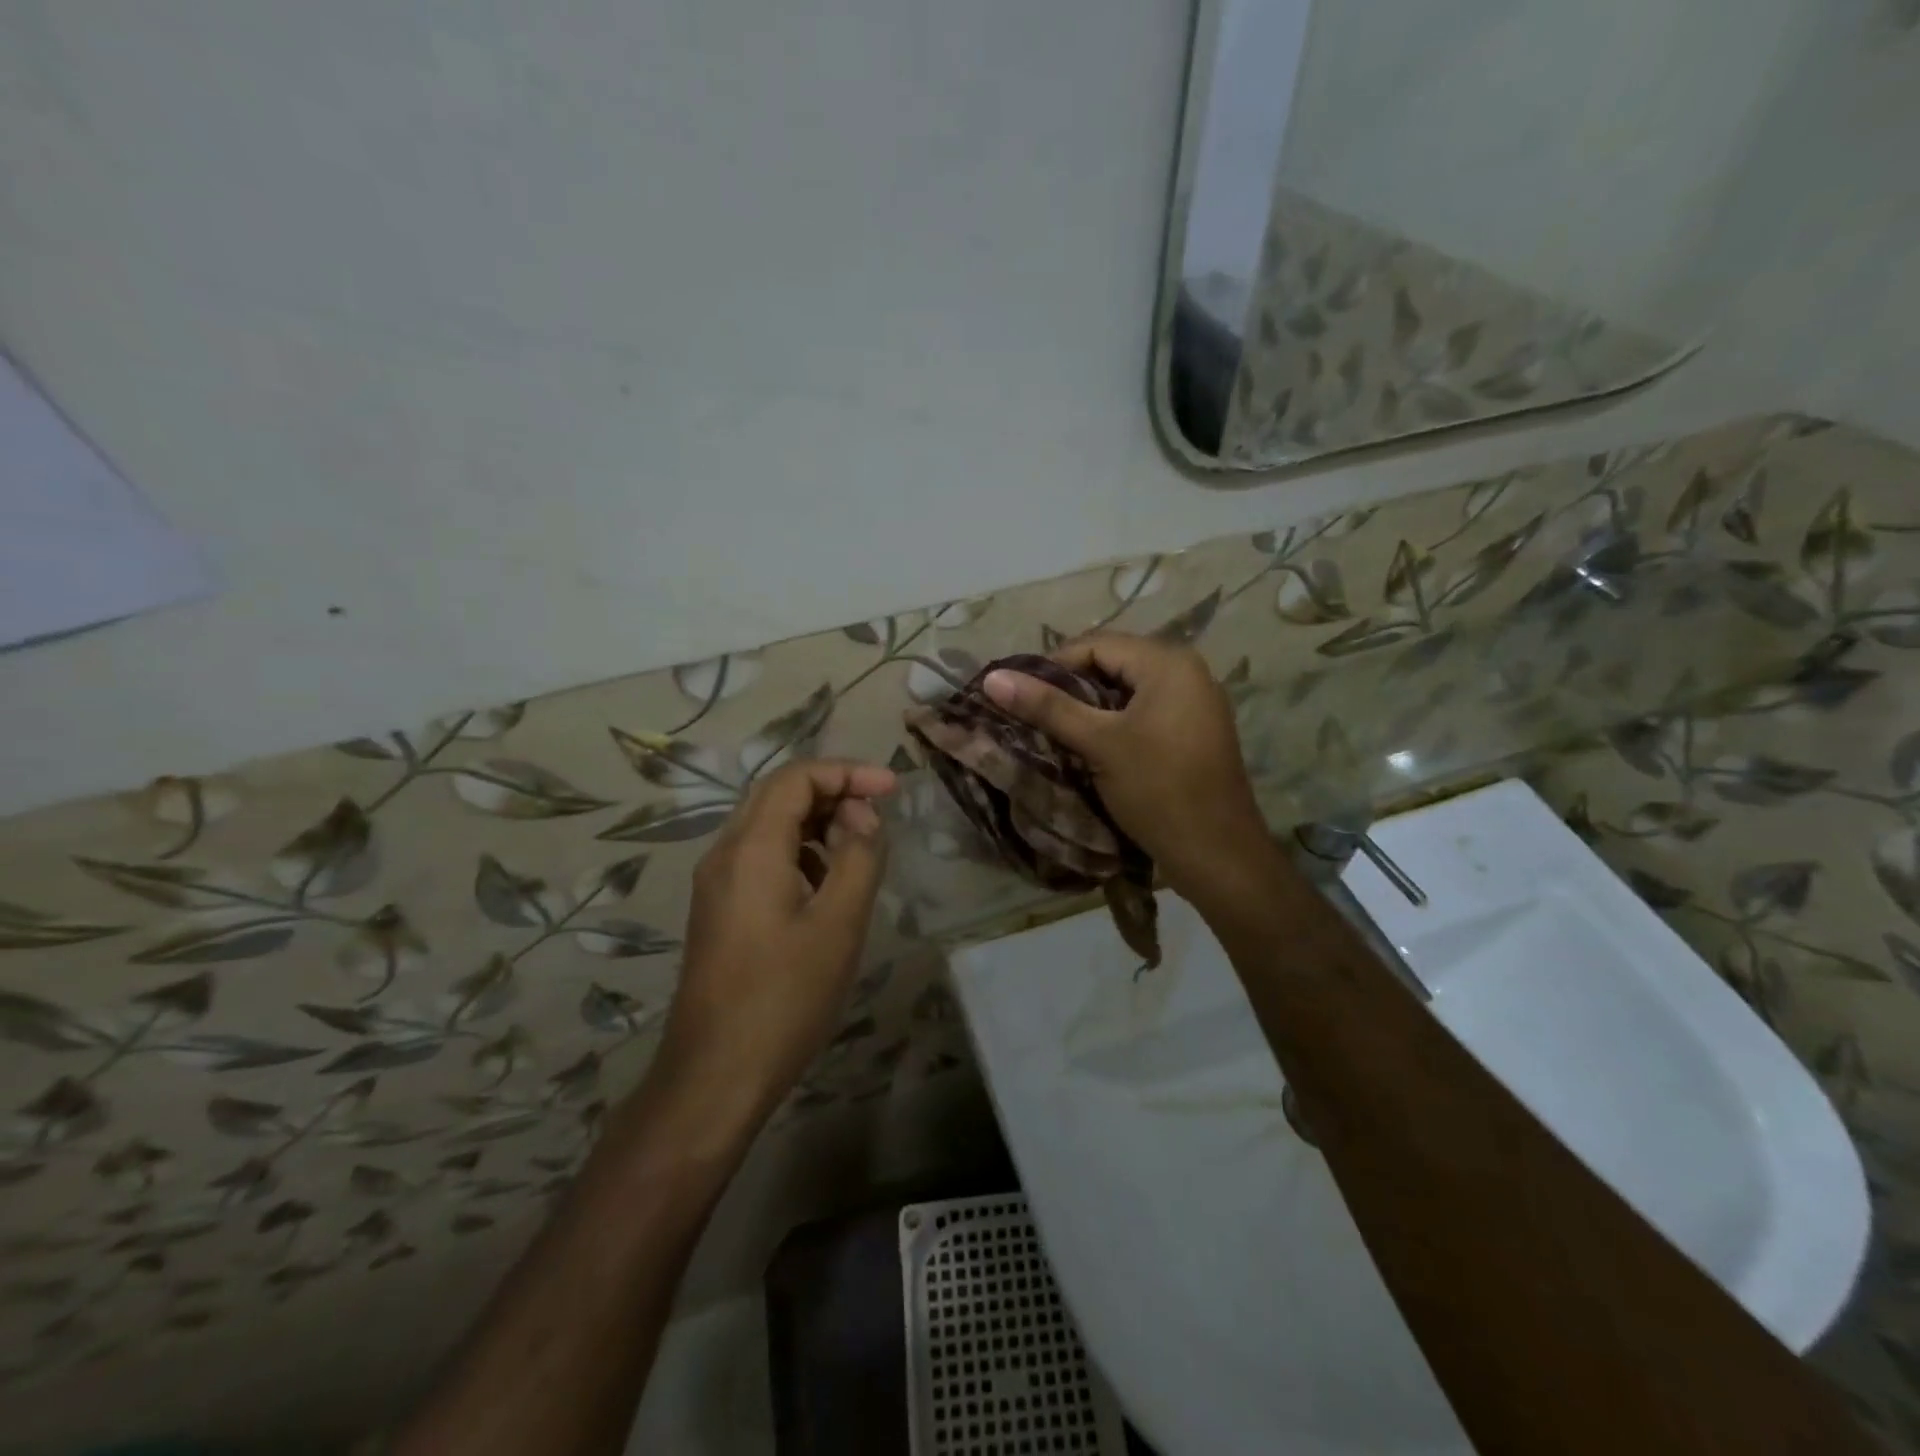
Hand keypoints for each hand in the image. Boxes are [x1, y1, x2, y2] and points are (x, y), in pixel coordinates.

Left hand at [657, 760, 896, 1127]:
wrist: (715, 1075)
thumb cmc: (785, 997)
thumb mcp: (839, 923)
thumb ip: (859, 857)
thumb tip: (863, 816)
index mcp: (751, 847)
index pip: (797, 778)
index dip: (847, 772)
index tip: (893, 788)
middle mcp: (725, 853)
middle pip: (779, 794)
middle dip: (833, 792)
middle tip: (878, 814)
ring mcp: (717, 883)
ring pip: (769, 826)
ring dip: (817, 822)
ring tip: (859, 849)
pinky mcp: (720, 910)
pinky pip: (762, 857)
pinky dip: (800, 851)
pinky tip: (827, 885)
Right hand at [983, 634, 1270, 903]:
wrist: (1218, 854)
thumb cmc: (1158, 790)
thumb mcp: (1099, 744)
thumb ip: (1047, 707)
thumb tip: (993, 677)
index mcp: (1168, 662)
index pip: (1096, 644)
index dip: (1053, 666)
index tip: (1020, 695)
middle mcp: (1188, 671)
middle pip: (1113, 664)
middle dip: (1071, 687)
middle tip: (1035, 715)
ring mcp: (1196, 702)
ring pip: (1128, 690)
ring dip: (1091, 707)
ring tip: (1057, 732)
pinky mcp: (1195, 730)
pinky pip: (1146, 711)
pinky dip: (1116, 722)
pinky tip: (1093, 747)